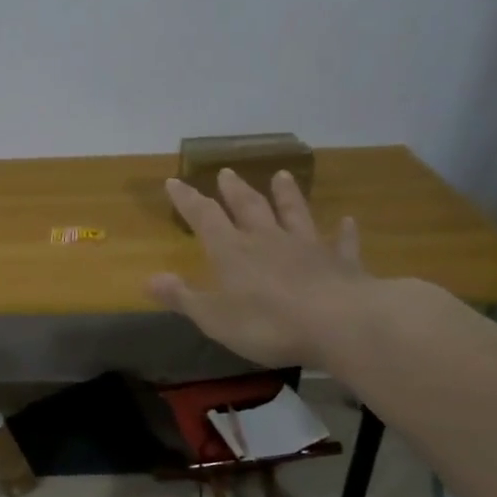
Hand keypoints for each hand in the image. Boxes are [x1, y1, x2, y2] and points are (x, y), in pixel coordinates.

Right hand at [147, 169, 368, 369]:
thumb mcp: (214, 317)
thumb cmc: (268, 323)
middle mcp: (268, 240)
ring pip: (294, 213)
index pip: (204, 217)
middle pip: (249, 207)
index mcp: (233, 251)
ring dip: (287, 195)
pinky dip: (344, 231)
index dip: (187, 200)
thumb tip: (148, 279)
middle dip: (234, 190)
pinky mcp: (342, 263)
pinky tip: (348, 221)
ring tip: (281, 175)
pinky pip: (341, 242)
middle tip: (227, 172)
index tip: (173, 181)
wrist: (340, 324)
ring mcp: (308, 248)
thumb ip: (182, 296)